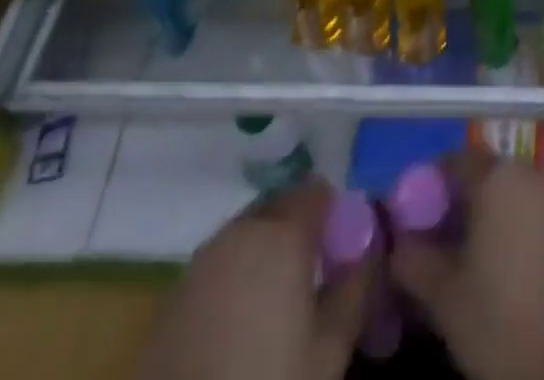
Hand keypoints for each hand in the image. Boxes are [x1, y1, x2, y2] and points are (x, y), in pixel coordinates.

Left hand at [164, 179, 374, 379]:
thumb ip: (355, 289)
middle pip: (281, 206)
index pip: (317, 191)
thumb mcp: (328, 352)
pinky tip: (240, 324)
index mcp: (281, 234)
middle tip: (314, 279)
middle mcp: (241, 230)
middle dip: (301, 229)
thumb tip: (368, 249)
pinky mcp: (175, 291)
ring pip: (249, 231)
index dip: (335, 214)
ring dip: (268, 250)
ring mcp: (202, 258)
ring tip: (279, 305)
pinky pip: (220, 261)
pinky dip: (237, 274)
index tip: (343, 252)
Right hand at [389, 151, 543, 379]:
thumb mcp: (446, 301)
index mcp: (498, 178)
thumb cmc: (508, 326)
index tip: (424, 220)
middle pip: (498, 178)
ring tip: (508, 265)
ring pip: (536, 198)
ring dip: (519, 219)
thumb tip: (399, 243)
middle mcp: (539, 172)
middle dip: (478, 205)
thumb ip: (415, 261)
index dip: (435, 188)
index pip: (455, 163)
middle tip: (463, 248)